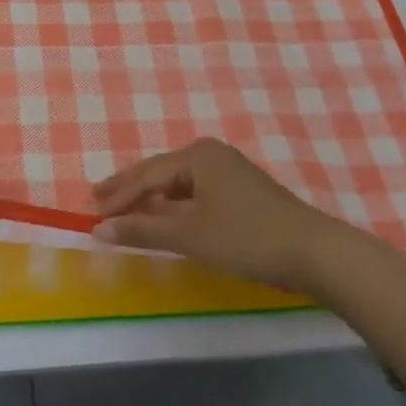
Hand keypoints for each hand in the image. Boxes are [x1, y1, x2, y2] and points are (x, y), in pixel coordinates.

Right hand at [91, 138, 348, 289]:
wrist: (314, 252)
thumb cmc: (246, 238)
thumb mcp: (189, 235)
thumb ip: (142, 229)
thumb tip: (98, 228)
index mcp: (196, 155)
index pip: (146, 175)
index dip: (117, 195)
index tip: (91, 211)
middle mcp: (211, 153)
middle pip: (160, 171)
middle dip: (129, 188)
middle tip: (97, 198)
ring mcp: (229, 170)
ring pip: (178, 182)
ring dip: (150, 196)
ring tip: (124, 206)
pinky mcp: (241, 190)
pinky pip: (195, 190)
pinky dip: (173, 203)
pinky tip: (165, 213)